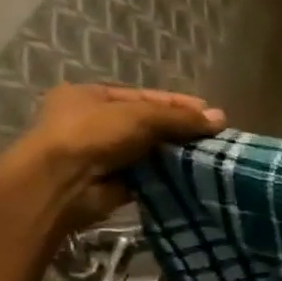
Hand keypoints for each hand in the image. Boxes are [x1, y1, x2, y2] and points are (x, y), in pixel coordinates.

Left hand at [6, 84, 225, 229]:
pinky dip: (169, 174)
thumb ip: (180, 116)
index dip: (179, 103)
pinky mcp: (113, 181)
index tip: (211, 114)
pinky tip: (194, 174)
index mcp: (91, 96)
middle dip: (181, 129)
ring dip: (178, 152)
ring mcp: (103, 153)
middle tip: (215, 136)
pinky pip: (149, 173)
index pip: (145, 97)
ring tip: (211, 155)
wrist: (60, 184)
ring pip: (151, 149)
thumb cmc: (92, 135)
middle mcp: (94, 122)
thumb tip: (221, 118)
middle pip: (149, 122)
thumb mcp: (140, 115)